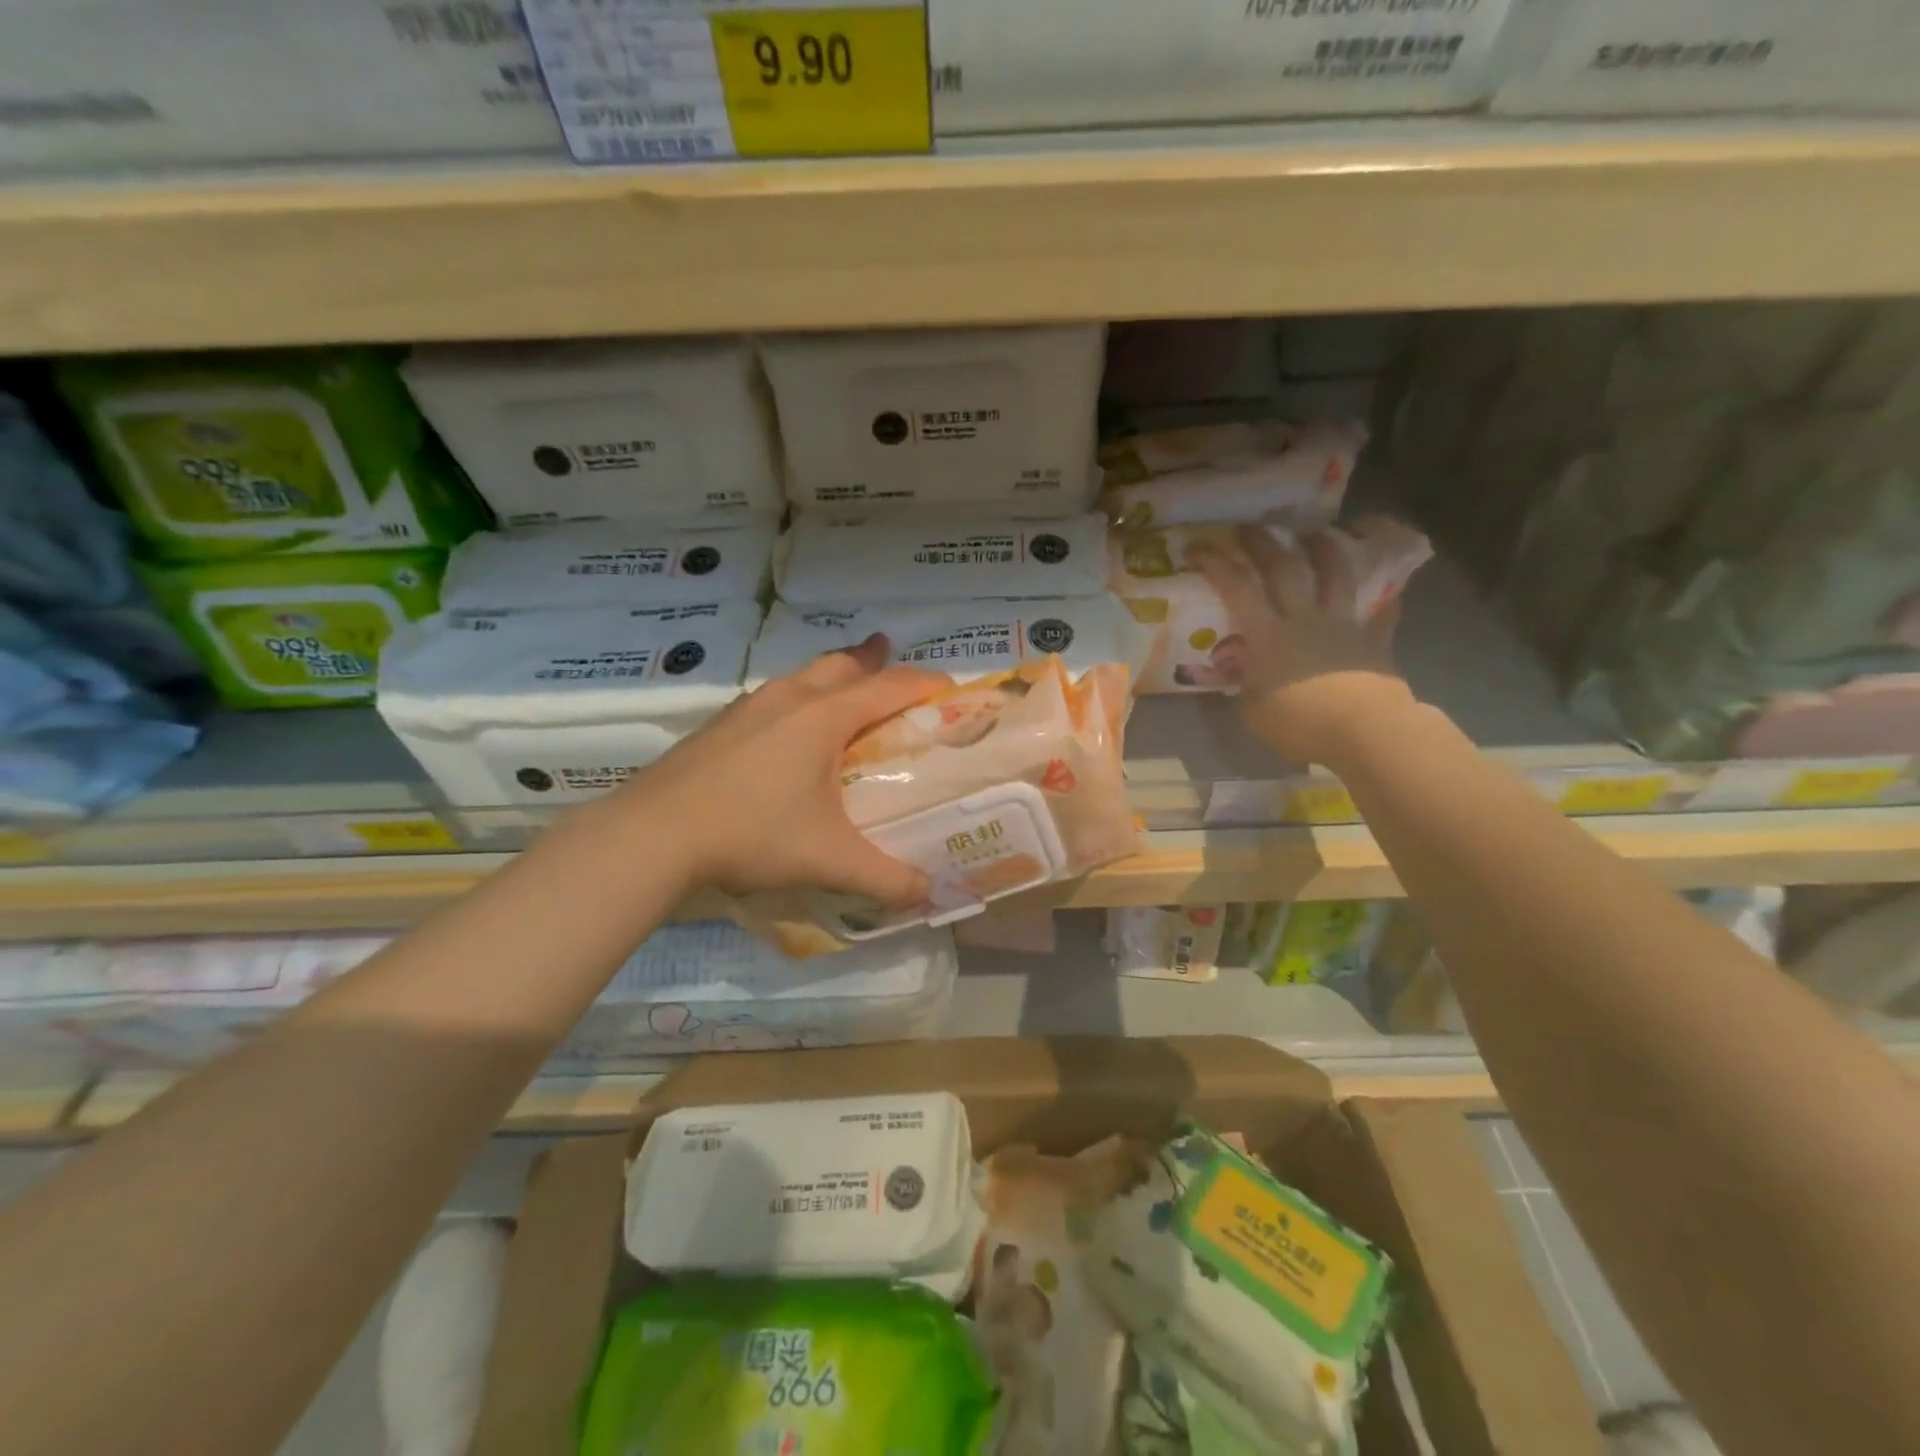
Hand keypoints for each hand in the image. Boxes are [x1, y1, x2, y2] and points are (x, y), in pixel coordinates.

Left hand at [619, 635, 943, 905]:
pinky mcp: (720, 725)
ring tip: (846, 695)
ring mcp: (749, 707)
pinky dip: (799, 701)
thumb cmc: (751, 833)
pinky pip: (774, 698)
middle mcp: (789, 698)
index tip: (950, 689)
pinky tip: (789, 733)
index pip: (889, 687)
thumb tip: (928, 893)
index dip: (925, 684)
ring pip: (803, 676)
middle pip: (843, 665)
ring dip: (833, 678)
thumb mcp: (828, 859)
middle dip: (874, 662)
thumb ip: (886, 878)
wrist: (652, 835)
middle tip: (893, 666)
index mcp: (824, 717)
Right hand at [1191, 525, 1415, 766]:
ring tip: (1316, 533)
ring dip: (1324, 550)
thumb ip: (1248, 685)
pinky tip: (1390, 593)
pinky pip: (1382, 615)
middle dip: (1263, 543)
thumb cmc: (1299, 724)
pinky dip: (1386, 602)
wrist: (1364, 731)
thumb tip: (1246, 674)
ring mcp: (1342, 625)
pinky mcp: (1373, 641)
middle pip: (1283, 568)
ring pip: (1335, 576)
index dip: (1215, 563)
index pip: (1236, 587)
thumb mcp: (1254, 710)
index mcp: (1267, 635)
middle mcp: (1303, 618)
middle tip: (1250, 527)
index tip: (1197, 547)